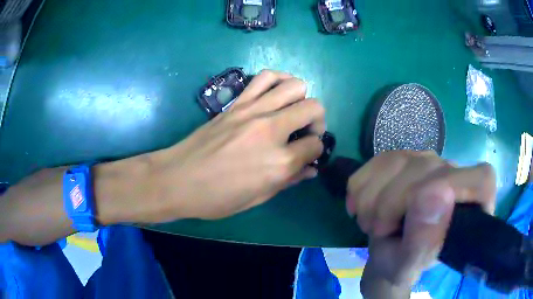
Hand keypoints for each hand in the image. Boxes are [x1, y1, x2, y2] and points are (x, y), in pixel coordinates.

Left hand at [146, 70, 324, 220]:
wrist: (178, 179)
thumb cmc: (217, 198)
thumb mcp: (257, 198)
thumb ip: (289, 180)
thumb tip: (311, 168)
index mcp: (279, 162)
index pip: (316, 145)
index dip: (316, 150)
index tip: (308, 155)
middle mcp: (271, 130)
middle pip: (313, 107)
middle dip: (317, 121)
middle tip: (306, 132)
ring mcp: (253, 111)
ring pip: (294, 85)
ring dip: (301, 97)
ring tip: (293, 110)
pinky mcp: (237, 102)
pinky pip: (264, 77)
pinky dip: (278, 80)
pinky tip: (276, 92)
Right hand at [345, 151, 495, 296]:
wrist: (385, 252)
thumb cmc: (403, 264)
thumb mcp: (410, 266)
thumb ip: (424, 241)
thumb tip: (434, 195)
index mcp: (473, 202)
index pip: (480, 179)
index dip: (455, 190)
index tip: (421, 215)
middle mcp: (456, 171)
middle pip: (426, 171)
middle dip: (391, 205)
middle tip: (381, 232)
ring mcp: (427, 159)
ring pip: (396, 163)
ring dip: (371, 201)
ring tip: (373, 224)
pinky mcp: (402, 156)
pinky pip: (375, 162)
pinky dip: (360, 190)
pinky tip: (363, 207)